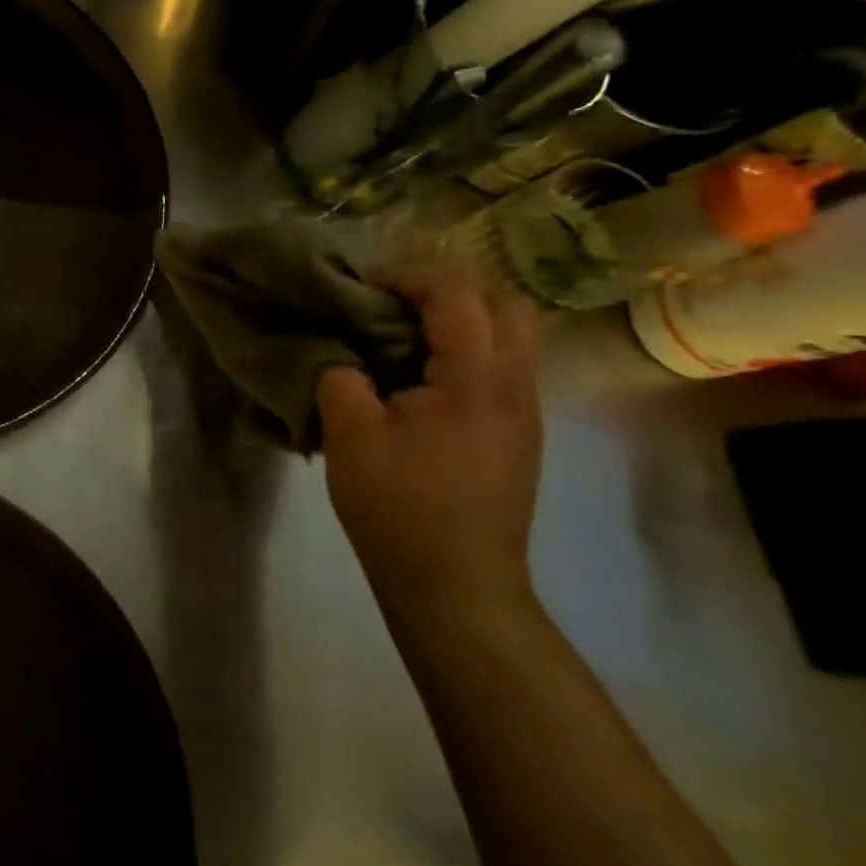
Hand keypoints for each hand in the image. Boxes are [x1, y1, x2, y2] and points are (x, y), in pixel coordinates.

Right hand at [316, 271, 541, 614]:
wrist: (457, 587)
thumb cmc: (400, 506)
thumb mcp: (349, 434)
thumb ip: (341, 377)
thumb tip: (346, 361)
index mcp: (476, 379)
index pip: (458, 295)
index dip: (409, 278)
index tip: (365, 289)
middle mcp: (515, 387)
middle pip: (507, 304)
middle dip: (451, 290)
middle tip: (397, 303)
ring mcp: (524, 415)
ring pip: (512, 338)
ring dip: (462, 321)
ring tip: (403, 339)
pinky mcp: (517, 438)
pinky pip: (501, 369)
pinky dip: (465, 353)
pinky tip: (420, 382)